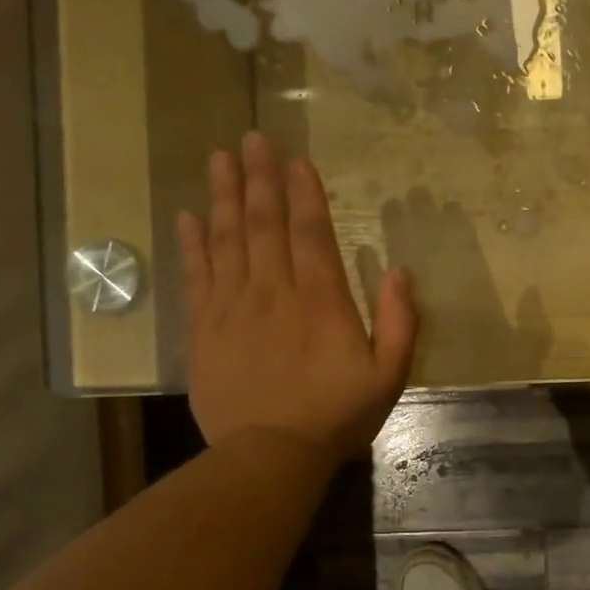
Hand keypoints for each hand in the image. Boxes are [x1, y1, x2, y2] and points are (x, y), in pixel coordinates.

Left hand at [176, 132, 416, 459]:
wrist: (270, 453)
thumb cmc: (336, 416)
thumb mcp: (388, 376)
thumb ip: (399, 323)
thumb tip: (400, 271)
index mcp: (321, 299)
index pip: (311, 231)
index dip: (304, 192)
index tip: (296, 157)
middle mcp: (273, 289)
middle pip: (263, 222)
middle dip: (259, 177)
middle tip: (252, 137)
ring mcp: (233, 306)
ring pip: (226, 238)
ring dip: (224, 195)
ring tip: (221, 157)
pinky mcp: (204, 328)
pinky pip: (197, 275)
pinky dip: (192, 243)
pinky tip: (189, 216)